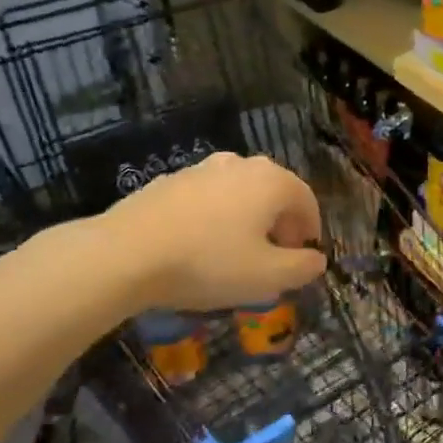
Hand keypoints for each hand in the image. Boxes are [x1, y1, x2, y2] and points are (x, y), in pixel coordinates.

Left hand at [93, 153, 327, 313]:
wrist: (126, 253)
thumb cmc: (208, 263)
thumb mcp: (267, 278)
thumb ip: (302, 268)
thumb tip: (317, 260)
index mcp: (271, 181)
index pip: (306, 199)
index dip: (311, 229)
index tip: (303, 257)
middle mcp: (240, 164)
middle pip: (273, 192)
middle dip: (280, 223)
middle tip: (273, 257)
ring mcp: (202, 168)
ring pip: (239, 192)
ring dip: (247, 218)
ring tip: (236, 252)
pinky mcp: (169, 180)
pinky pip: (207, 198)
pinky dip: (215, 217)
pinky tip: (199, 245)